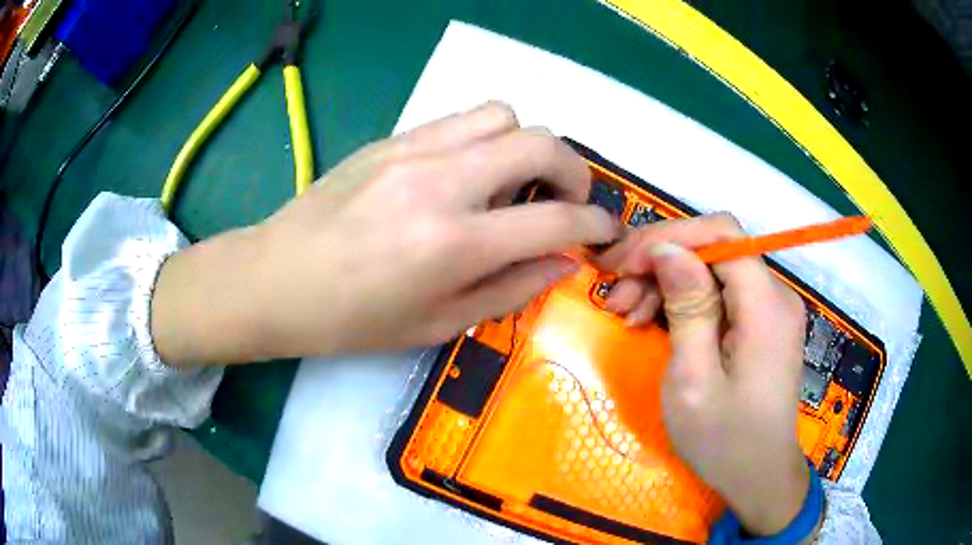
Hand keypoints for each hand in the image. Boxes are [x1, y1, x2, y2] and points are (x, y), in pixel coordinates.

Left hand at [151, 102, 619, 364]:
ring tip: (516, 180)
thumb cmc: (352, 320)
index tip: (605, 231)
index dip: (594, 225)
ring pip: (502, 114)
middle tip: (566, 199)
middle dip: (573, 170)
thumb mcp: (436, 326)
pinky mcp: (392, 139)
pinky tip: (471, 170)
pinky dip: (486, 138)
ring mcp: (413, 151)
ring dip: (527, 144)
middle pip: (540, 143)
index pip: (554, 221)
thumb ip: (509, 291)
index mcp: (454, 245)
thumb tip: (561, 264)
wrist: (276, 279)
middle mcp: (441, 183)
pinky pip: (460, 119)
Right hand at [597, 214, 810, 536]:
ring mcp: (770, 308)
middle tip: (615, 296)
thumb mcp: (693, 380)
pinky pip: (721, 294)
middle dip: (661, 262)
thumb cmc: (724, 440)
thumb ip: (687, 308)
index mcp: (766, 305)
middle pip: (715, 248)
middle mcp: (775, 295)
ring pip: (714, 270)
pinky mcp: (761, 324)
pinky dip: (685, 302)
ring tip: (628, 314)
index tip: (624, 264)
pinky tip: (654, 323)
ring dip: (667, 283)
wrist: (759, 477)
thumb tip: (668, 249)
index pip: (721, 233)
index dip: (670, 237)